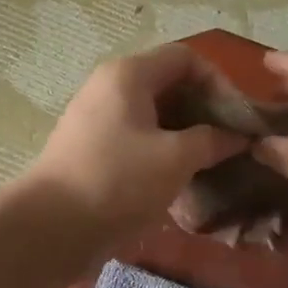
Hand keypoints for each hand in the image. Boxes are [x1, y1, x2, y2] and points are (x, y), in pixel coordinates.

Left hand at [22, 45, 246, 265]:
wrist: (49, 229)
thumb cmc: (118, 182)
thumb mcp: (176, 159)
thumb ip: (212, 140)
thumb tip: (238, 137)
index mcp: (129, 74)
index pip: (186, 58)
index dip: (219, 82)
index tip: (238, 118)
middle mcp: (111, 87)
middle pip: (170, 84)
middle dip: (205, 110)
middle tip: (231, 143)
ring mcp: (98, 119)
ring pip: (155, 115)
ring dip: (187, 134)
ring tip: (212, 163)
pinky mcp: (92, 150)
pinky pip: (138, 139)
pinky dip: (164, 152)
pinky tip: (182, 179)